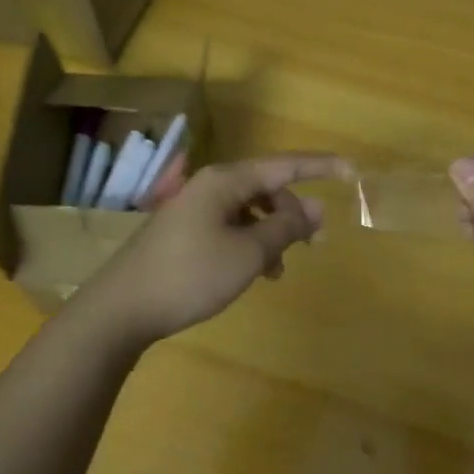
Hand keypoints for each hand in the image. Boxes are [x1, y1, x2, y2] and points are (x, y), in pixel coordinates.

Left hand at [82, 153, 351, 346]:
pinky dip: (250, 244)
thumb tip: (315, 208)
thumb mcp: (248, 253)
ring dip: (272, 233)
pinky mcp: (184, 232)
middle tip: (317, 243)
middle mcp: (210, 186)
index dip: (321, 167)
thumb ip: (286, 227)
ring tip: (280, 269)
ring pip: (249, 210)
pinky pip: (230, 227)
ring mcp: (193, 209)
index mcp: (226, 181)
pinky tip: (254, 273)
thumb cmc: (190, 275)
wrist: (121, 309)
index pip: (285, 164)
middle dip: (294, 212)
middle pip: (267, 188)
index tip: (352, 172)